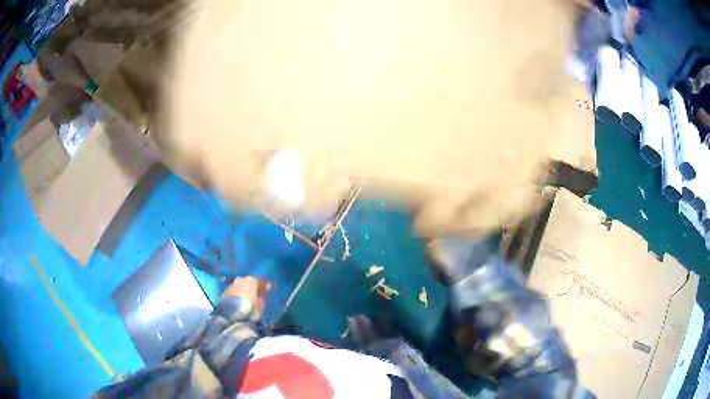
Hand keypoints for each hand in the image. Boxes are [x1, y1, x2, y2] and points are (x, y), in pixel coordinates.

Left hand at [222, 277, 271, 314]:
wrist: (230, 316)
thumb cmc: (250, 309)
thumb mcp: (261, 303)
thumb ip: (264, 294)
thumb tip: (267, 286)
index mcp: (251, 280)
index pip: (260, 280)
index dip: (265, 285)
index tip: (269, 289)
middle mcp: (240, 279)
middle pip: (248, 282)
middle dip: (253, 287)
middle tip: (257, 294)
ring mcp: (230, 285)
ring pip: (240, 286)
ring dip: (244, 291)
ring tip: (248, 299)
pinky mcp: (223, 293)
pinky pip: (234, 292)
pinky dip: (237, 295)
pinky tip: (239, 302)